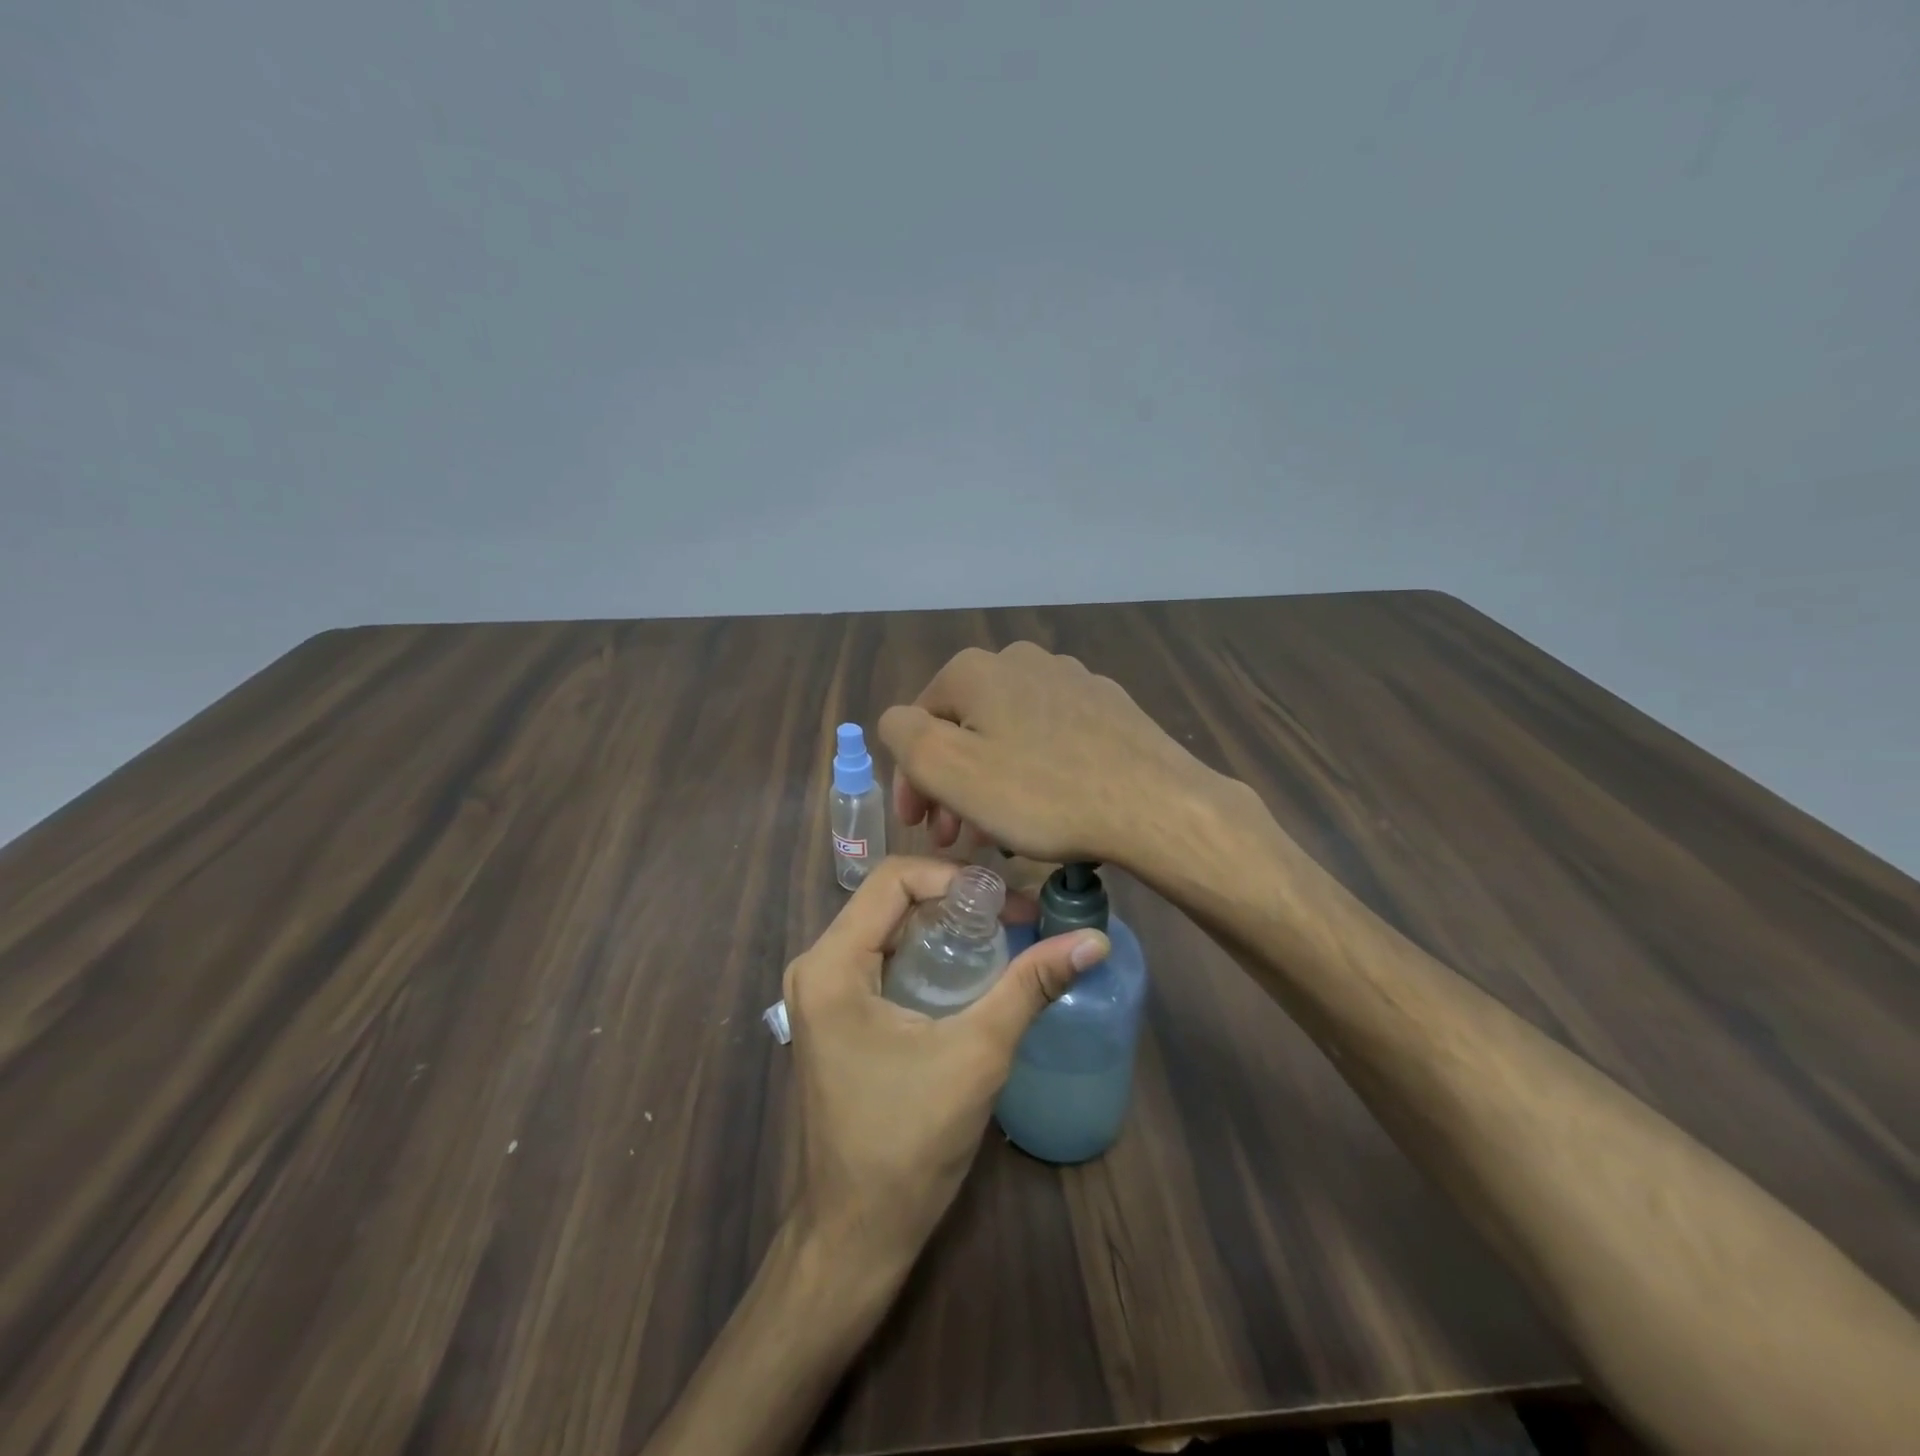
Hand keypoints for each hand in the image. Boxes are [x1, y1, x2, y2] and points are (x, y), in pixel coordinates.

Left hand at [782, 855, 1108, 1269]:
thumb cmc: (909, 1141)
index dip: (954, 877)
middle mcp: (816, 966)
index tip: (1006, 901)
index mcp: (831, 964)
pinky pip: (880, 958)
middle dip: (953, 900)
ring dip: (941, 926)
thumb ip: (1031, 986)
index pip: (893, 879)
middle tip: (1013, 916)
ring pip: (886, 927)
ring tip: (1000, 937)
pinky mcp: (833, 1015)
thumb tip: (1094, 941)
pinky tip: (967, 971)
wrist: (858, 1231)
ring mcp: (820, 992)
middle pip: (889, 900)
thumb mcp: (977, 1053)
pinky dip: (924, 953)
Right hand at [878, 642, 1229, 869]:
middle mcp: (1020, 660)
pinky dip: (1034, 771)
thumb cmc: (1041, 793)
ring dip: (991, 781)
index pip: (918, 723)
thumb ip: (904, 735)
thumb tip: (900, 722)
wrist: (1154, 805)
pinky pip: (1050, 738)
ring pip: (1007, 734)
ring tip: (1000, 831)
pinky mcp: (1107, 705)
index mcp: (975, 670)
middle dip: (952, 784)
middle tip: (957, 837)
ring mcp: (1070, 678)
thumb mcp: (949, 768)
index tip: (922, 829)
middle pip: (965, 728)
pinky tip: (1047, 807)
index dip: (912, 780)